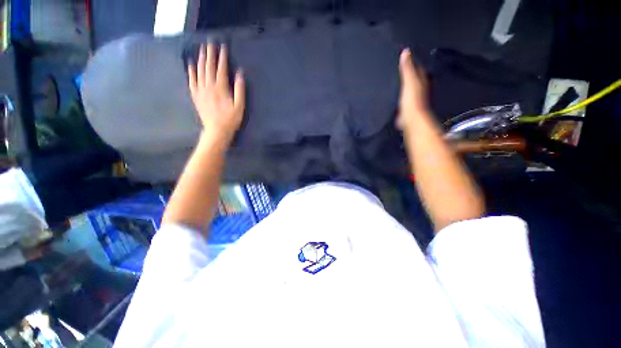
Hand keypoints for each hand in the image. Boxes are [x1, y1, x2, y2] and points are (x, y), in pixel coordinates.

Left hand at [188, 43, 245, 141]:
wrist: (217, 130)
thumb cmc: (231, 119)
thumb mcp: (240, 106)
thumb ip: (239, 89)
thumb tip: (239, 73)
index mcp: (221, 88)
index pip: (221, 68)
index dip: (221, 57)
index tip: (222, 47)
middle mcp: (208, 86)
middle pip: (208, 67)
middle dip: (210, 54)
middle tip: (209, 43)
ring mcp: (200, 90)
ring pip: (199, 71)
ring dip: (201, 60)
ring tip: (202, 50)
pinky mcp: (196, 96)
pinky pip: (191, 81)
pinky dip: (191, 71)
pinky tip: (191, 65)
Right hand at [396, 48, 429, 130]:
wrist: (410, 119)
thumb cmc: (411, 100)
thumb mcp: (409, 81)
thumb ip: (407, 68)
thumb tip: (406, 51)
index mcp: (421, 80)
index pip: (418, 67)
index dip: (413, 61)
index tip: (406, 55)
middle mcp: (420, 88)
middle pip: (415, 77)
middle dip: (409, 72)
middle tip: (400, 66)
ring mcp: (414, 98)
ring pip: (409, 87)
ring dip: (405, 83)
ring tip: (396, 79)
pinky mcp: (407, 106)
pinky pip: (403, 97)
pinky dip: (400, 94)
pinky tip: (395, 94)